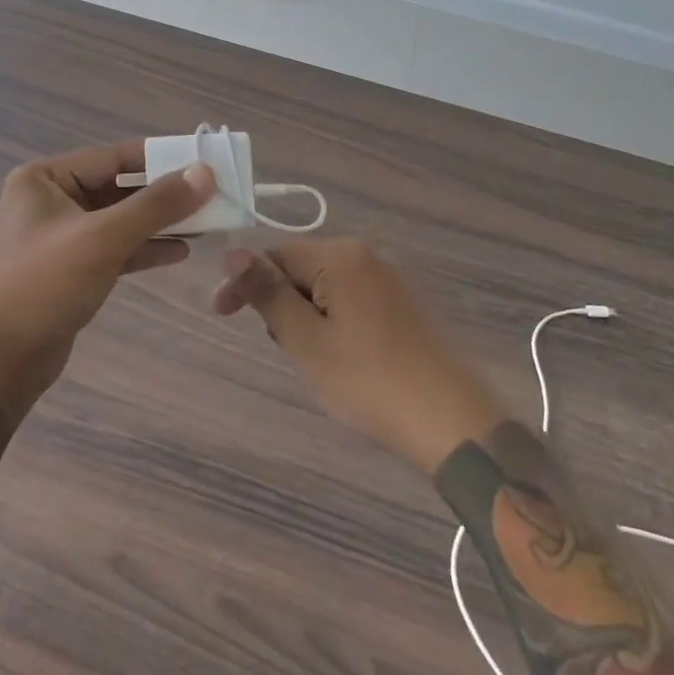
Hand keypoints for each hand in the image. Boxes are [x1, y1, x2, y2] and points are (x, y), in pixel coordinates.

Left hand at [0, 141, 214, 418]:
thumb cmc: (44, 284)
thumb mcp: (103, 238)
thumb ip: (156, 204)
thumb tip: (205, 172)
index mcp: (46, 178)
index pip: (114, 157)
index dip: (161, 158)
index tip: (205, 162)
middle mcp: (51, 200)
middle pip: (119, 188)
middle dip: (164, 194)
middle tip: (213, 195)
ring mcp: (61, 237)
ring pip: (120, 220)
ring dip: (159, 222)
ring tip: (206, 223)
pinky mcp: (71, 269)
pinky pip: (115, 248)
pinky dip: (144, 249)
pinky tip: (180, 251)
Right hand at [212, 239, 507, 473]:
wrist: (453, 422)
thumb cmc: (369, 381)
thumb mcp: (306, 340)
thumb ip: (267, 293)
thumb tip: (230, 252)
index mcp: (340, 256)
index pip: (274, 255)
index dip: (245, 283)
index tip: (221, 316)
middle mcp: (366, 255)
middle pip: (300, 269)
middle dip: (281, 304)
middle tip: (287, 350)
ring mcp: (389, 279)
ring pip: (324, 288)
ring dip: (306, 318)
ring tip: (317, 361)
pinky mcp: (402, 304)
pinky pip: (350, 300)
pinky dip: (333, 324)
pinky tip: (344, 360)